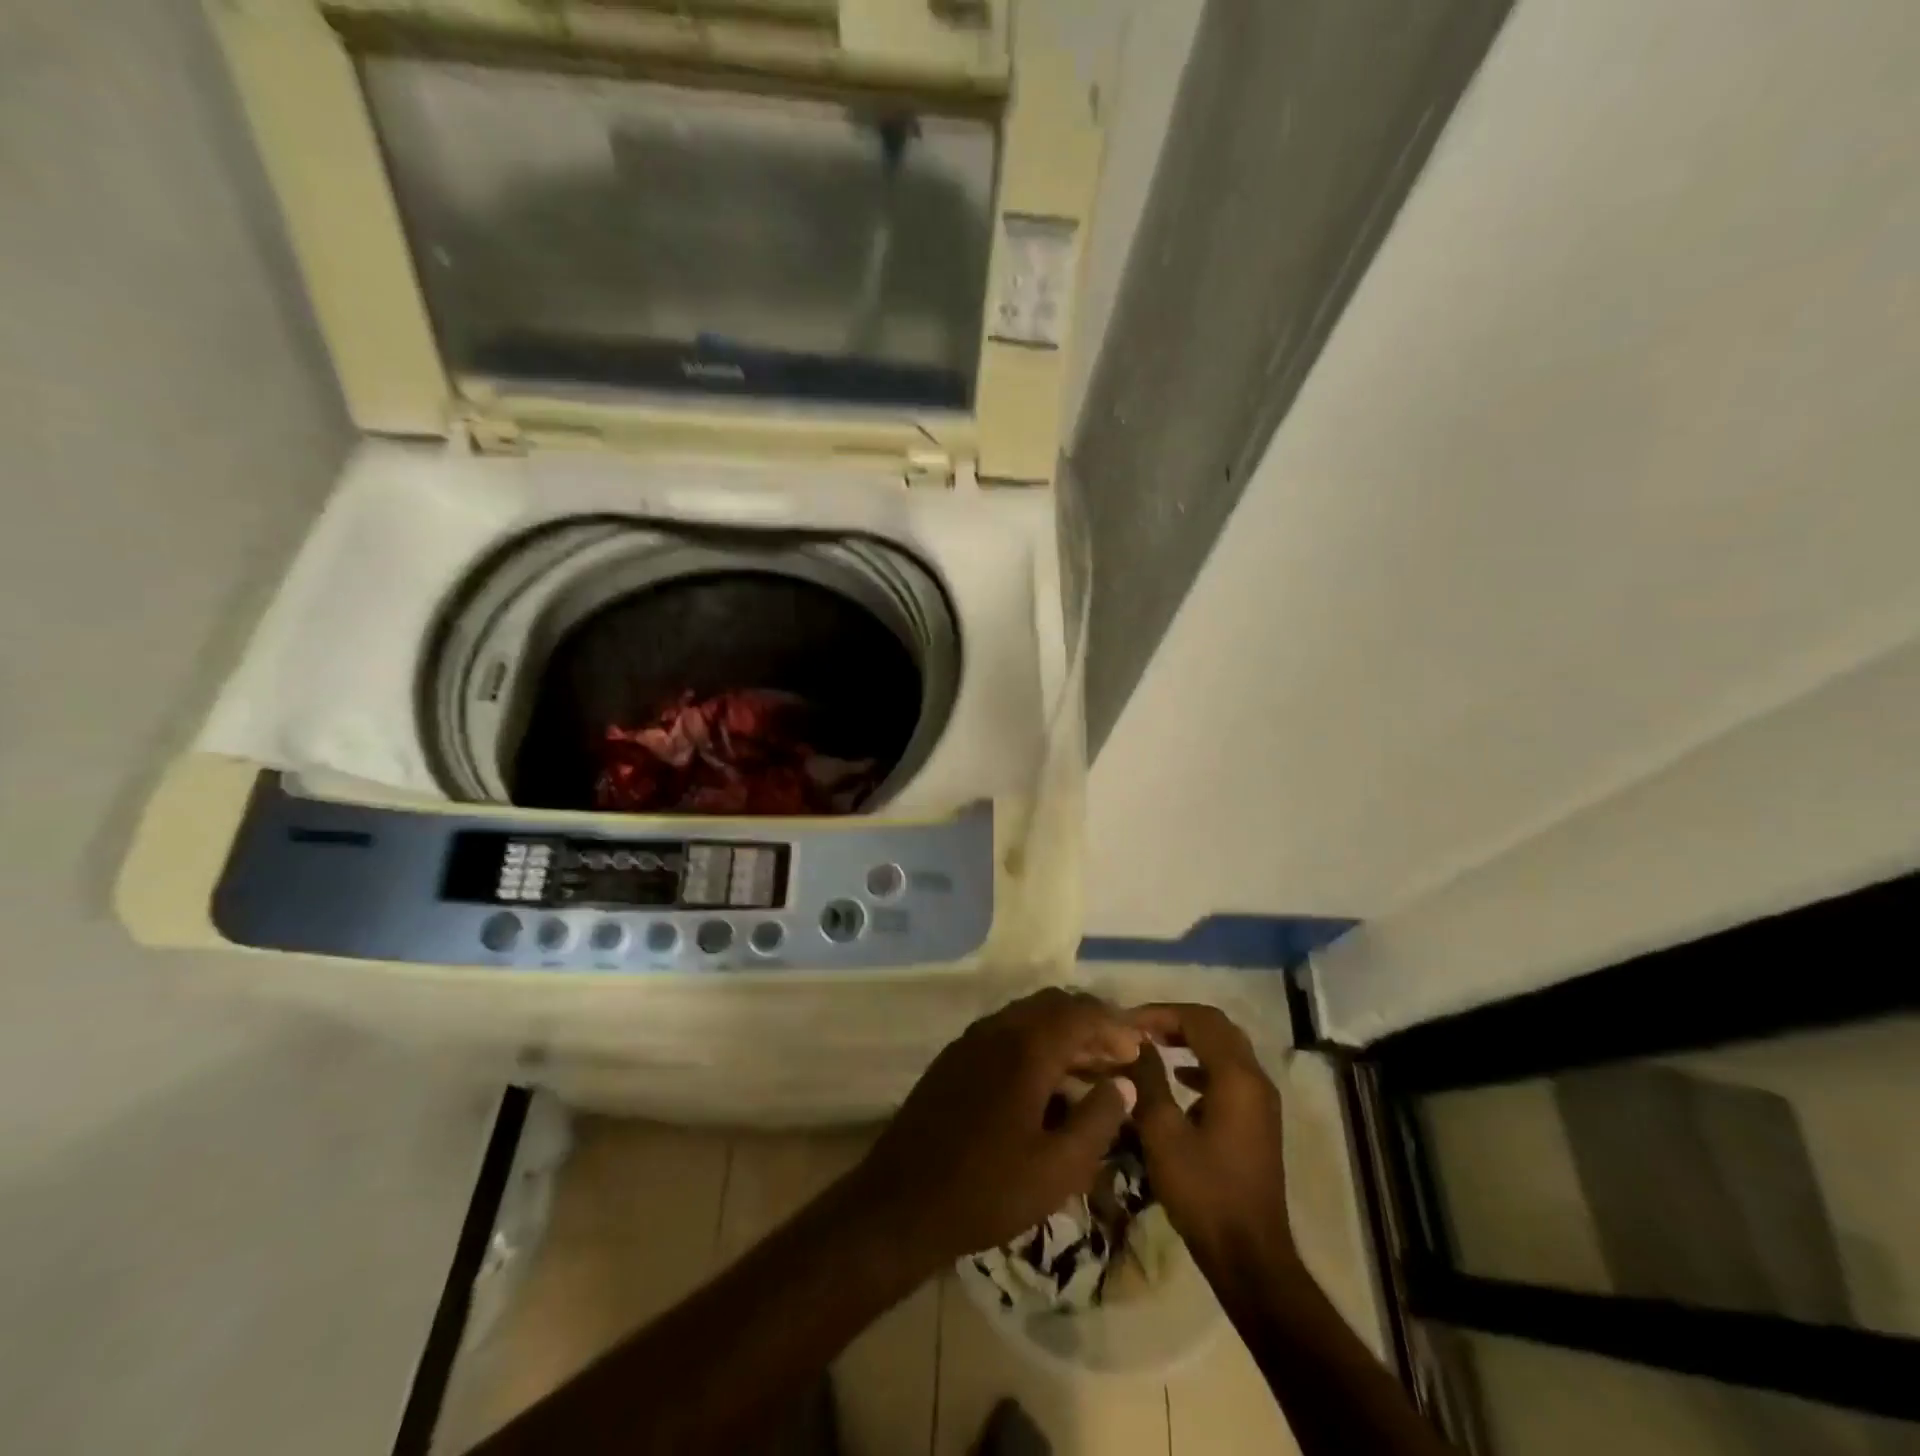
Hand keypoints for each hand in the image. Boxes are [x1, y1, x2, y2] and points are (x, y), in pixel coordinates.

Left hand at [850, 989, 1143, 1270]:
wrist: (902, 1202)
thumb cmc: (987, 1190)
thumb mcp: (1058, 1168)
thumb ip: (1097, 1119)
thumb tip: (1123, 1084)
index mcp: (1026, 1048)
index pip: (1080, 1012)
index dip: (1114, 1025)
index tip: (1136, 1051)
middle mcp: (997, 1030)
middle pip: (1053, 1005)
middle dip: (1089, 1023)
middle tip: (1116, 1057)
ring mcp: (970, 1040)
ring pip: (1027, 1016)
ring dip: (1060, 1033)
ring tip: (1087, 1071)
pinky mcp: (954, 1058)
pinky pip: (1004, 1032)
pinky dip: (1033, 1042)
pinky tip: (1043, 1082)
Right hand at [1126, 1003, 1296, 1282]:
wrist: (1248, 1255)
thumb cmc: (1203, 1191)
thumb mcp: (1163, 1132)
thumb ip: (1147, 1080)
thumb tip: (1133, 1043)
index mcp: (1236, 1076)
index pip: (1199, 1019)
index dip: (1161, 1012)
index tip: (1126, 1021)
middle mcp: (1255, 1079)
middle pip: (1216, 1027)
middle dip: (1176, 1020)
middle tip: (1139, 1028)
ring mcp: (1261, 1101)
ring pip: (1225, 1048)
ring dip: (1189, 1039)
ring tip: (1151, 1045)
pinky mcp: (1257, 1120)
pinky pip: (1229, 1073)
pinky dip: (1201, 1063)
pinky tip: (1178, 1078)